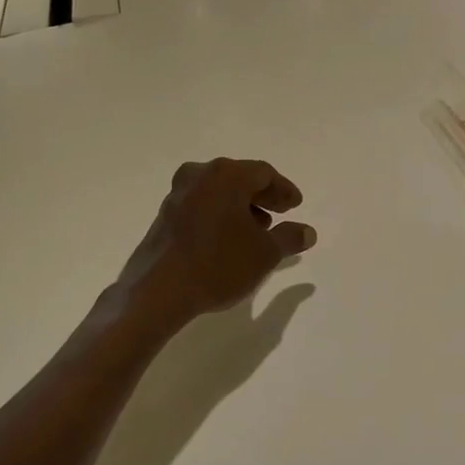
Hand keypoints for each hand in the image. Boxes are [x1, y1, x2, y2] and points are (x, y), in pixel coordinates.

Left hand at [115, 159, 316, 330]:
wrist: (158, 290)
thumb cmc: (219, 264)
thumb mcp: (265, 254)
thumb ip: (289, 238)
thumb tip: (307, 231)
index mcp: (227, 175)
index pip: (264, 173)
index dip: (284, 190)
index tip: (296, 206)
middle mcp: (200, 175)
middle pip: (239, 178)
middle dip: (262, 196)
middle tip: (280, 214)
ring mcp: (178, 194)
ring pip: (218, 192)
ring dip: (240, 207)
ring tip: (256, 231)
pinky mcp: (165, 215)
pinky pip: (201, 205)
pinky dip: (219, 215)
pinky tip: (228, 240)